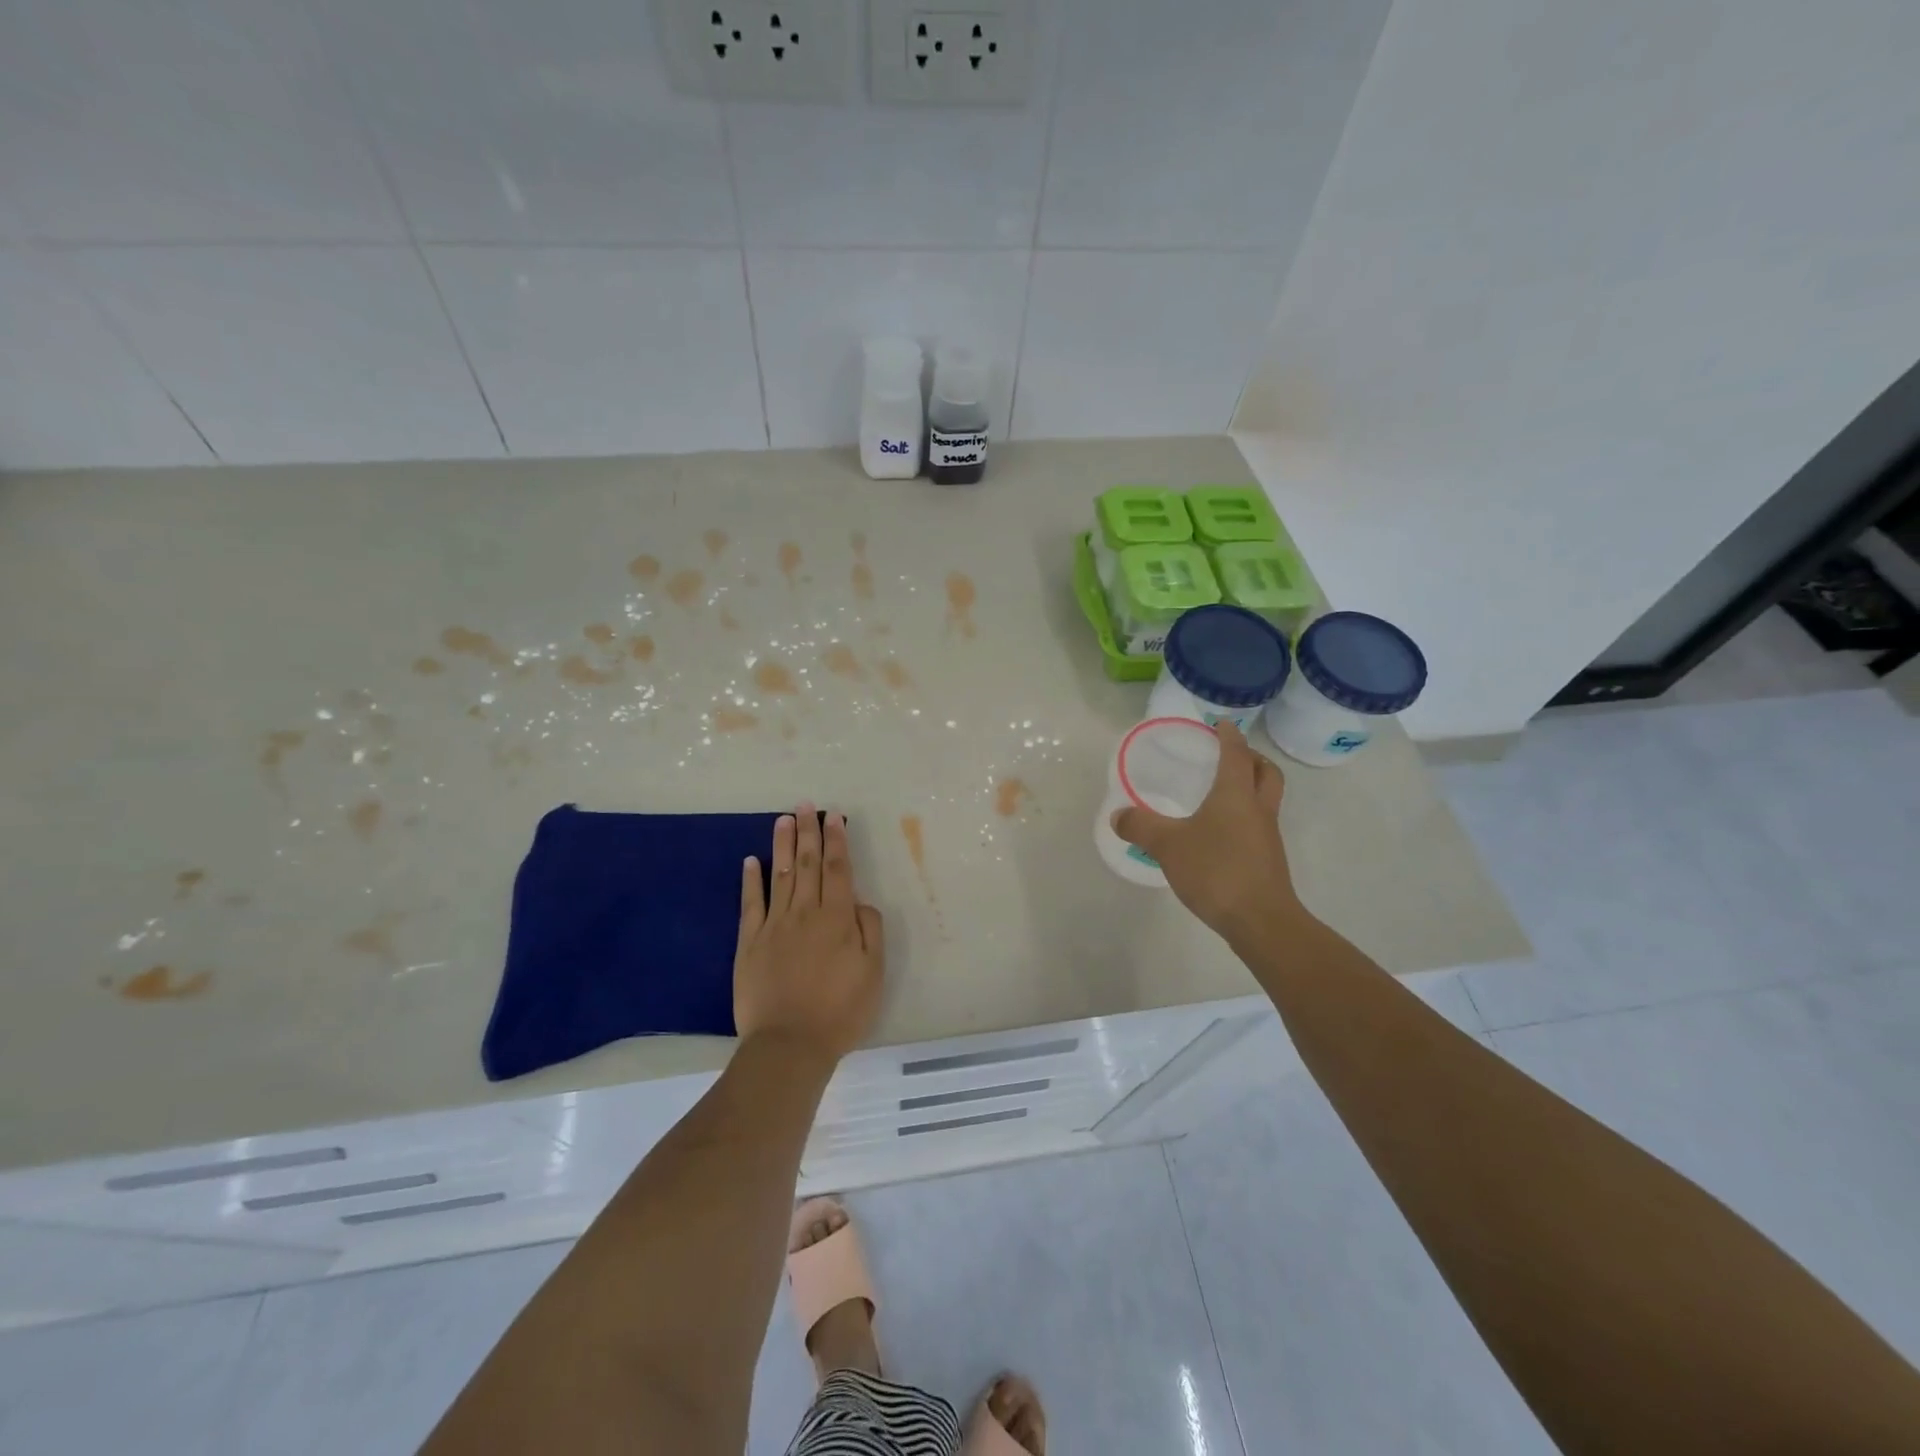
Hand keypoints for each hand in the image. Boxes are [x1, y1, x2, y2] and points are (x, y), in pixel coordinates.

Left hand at [734, 805, 884, 1062]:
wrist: (789, 1044)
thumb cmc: (840, 1011)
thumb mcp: (873, 973)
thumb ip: (869, 931)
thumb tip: (859, 901)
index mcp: (837, 919)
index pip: (838, 869)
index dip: (836, 841)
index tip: (833, 816)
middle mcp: (805, 913)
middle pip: (807, 864)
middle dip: (808, 832)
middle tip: (805, 805)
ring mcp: (773, 926)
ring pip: (779, 876)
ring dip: (782, 845)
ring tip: (783, 819)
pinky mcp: (749, 943)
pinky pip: (750, 904)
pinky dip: (750, 881)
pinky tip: (751, 861)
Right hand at [1110, 721, 1299, 945]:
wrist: (1261, 921)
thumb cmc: (1216, 870)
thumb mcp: (1168, 845)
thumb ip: (1141, 827)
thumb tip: (1118, 815)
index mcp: (1236, 794)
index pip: (1236, 753)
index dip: (1229, 736)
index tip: (1220, 725)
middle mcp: (1258, 808)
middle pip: (1266, 772)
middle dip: (1251, 759)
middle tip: (1230, 757)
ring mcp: (1267, 836)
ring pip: (1266, 799)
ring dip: (1251, 788)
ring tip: (1221, 794)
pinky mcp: (1268, 860)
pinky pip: (1259, 825)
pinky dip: (1245, 817)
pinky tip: (1219, 833)